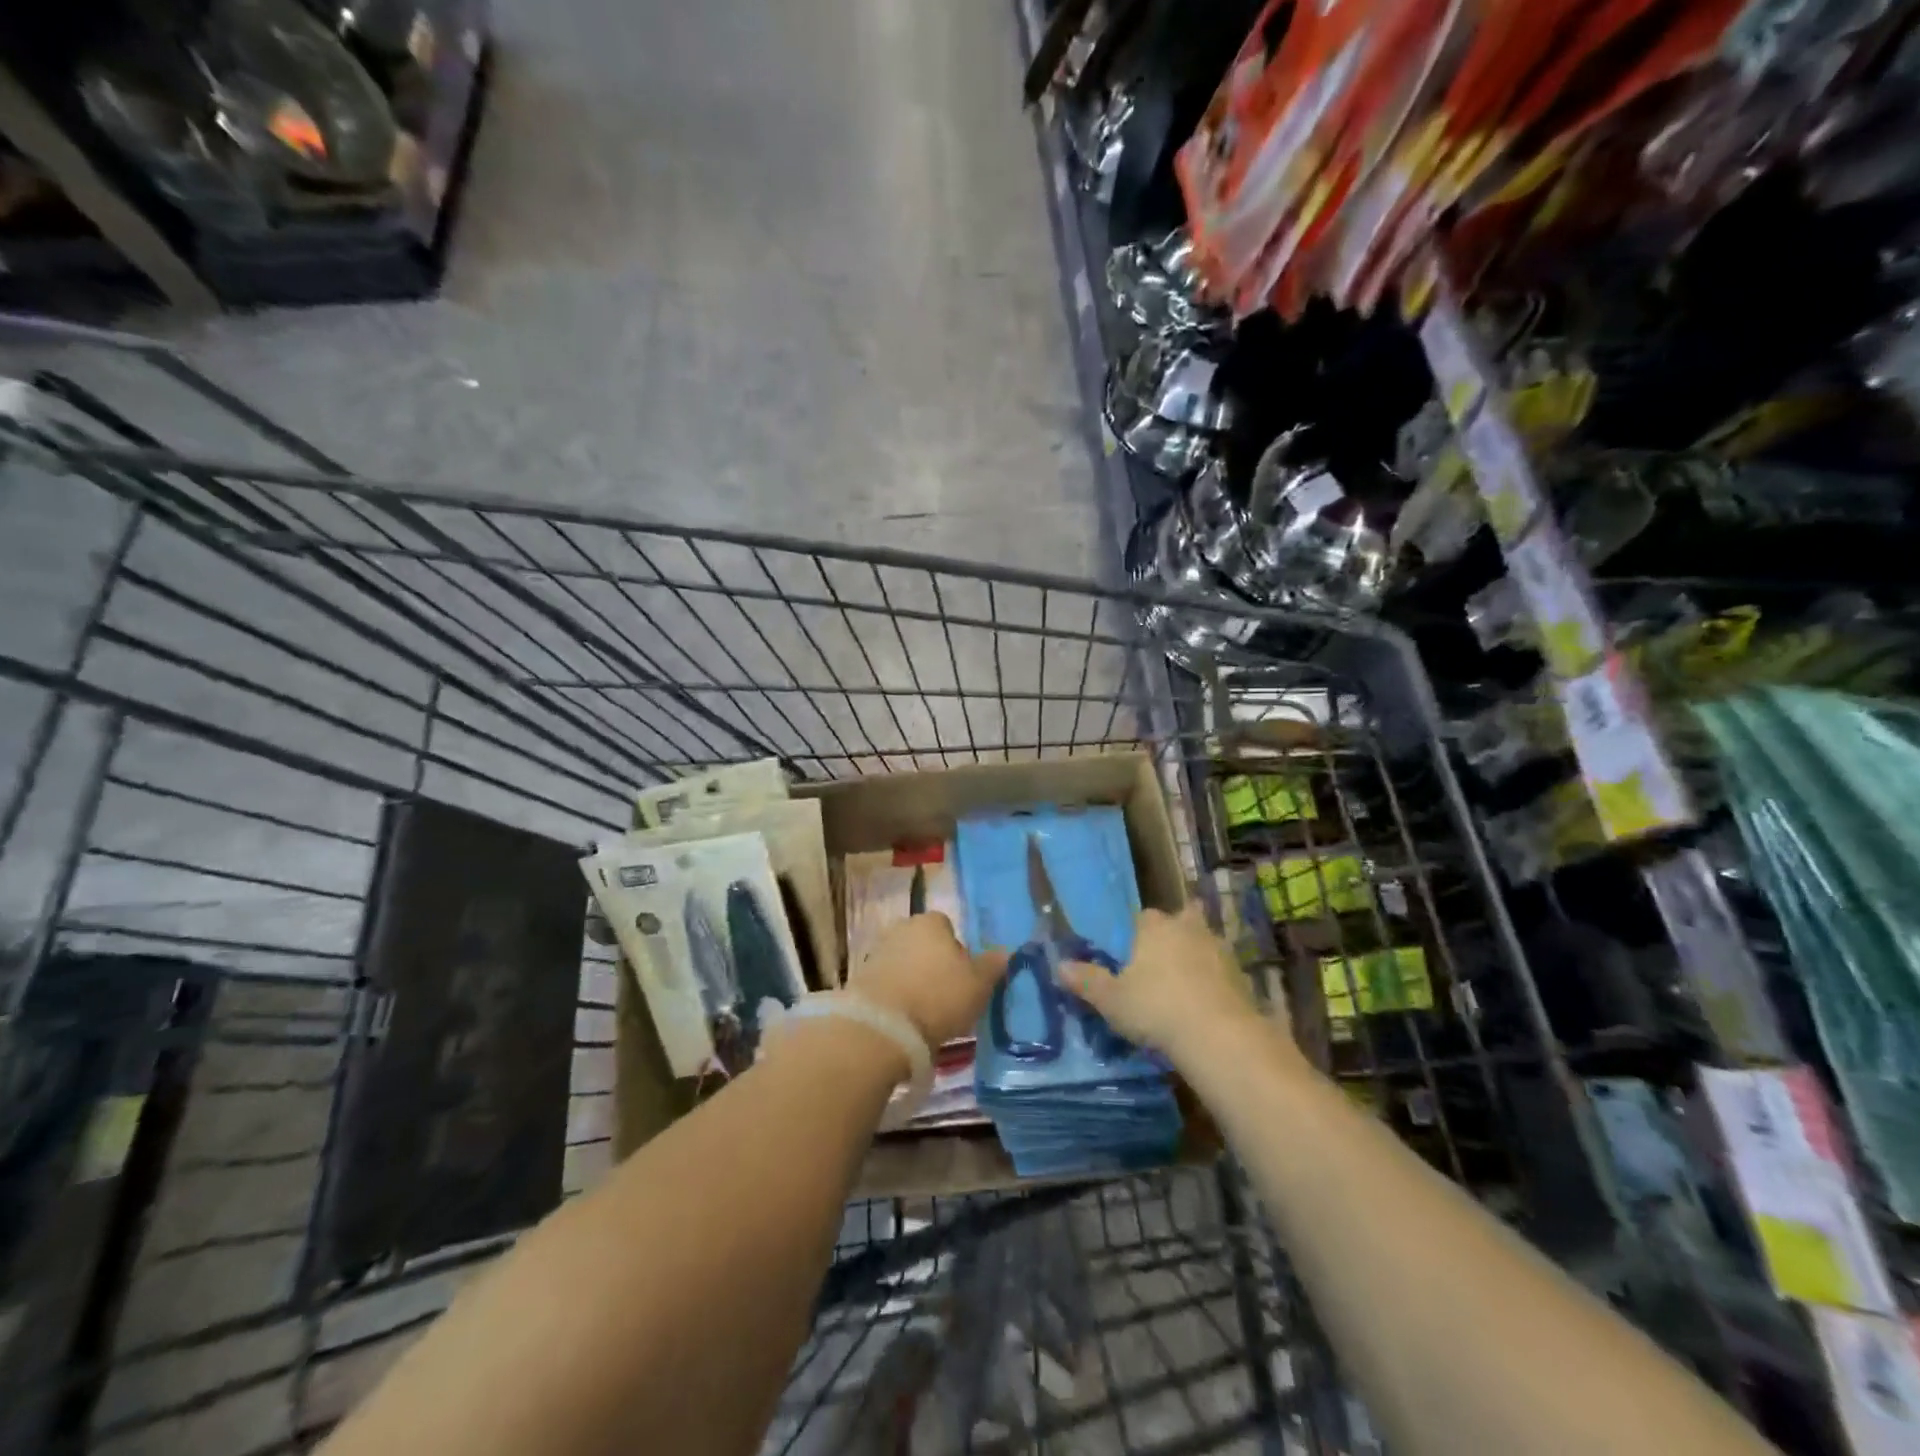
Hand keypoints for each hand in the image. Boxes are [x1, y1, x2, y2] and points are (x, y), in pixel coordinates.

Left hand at [849, 912, 1007, 1046]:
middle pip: (925, 944)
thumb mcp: (979, 984)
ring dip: (913, 980)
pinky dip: (896, 995)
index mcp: (931, 921)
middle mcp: (902, 927)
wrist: (882, 1027)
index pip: (949, 928)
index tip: (964, 978)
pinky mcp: (860, 977)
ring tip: (925, 1012)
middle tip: (946, 995)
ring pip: (905, 963)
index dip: (958, 952)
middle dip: (933, 964)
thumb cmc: (938, 997)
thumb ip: (993, 965)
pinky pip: (887, 982)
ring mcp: (877, 951)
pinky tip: (904, 1018)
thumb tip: (1003, 952)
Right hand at [1058, 905, 1270, 1062]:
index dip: (1139, 932)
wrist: (1218, 1035)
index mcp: (1154, 927)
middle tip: (1166, 958)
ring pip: (1206, 943)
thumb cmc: (1156, 1008)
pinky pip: (1223, 972)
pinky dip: (1216, 982)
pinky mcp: (1242, 977)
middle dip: (1177, 932)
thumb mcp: (1111, 1000)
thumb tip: (1059, 965)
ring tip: (1185, 983)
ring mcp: (1219, 951)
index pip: (1144, 917)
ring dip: (1199, 956)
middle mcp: (1188, 929)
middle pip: (1184, 918)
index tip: (1133, 953)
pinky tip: (1207, 1004)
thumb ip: (1087, 981)